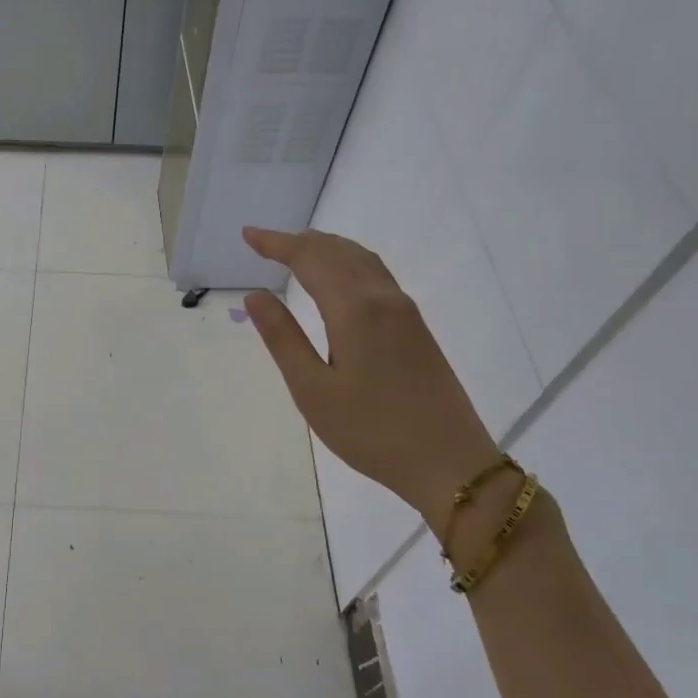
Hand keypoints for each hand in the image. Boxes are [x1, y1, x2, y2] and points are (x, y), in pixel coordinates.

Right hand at [242, 226, 499, 527]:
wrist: (449, 463)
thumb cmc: (370, 431)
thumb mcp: (312, 390)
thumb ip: (282, 338)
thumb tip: (256, 295)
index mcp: (354, 310)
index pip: (309, 259)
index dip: (277, 243)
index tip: (248, 235)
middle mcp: (383, 299)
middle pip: (338, 251)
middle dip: (299, 241)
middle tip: (264, 242)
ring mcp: (405, 312)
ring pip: (362, 259)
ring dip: (326, 247)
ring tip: (297, 249)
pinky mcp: (417, 328)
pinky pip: (377, 275)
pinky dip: (348, 262)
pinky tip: (340, 277)